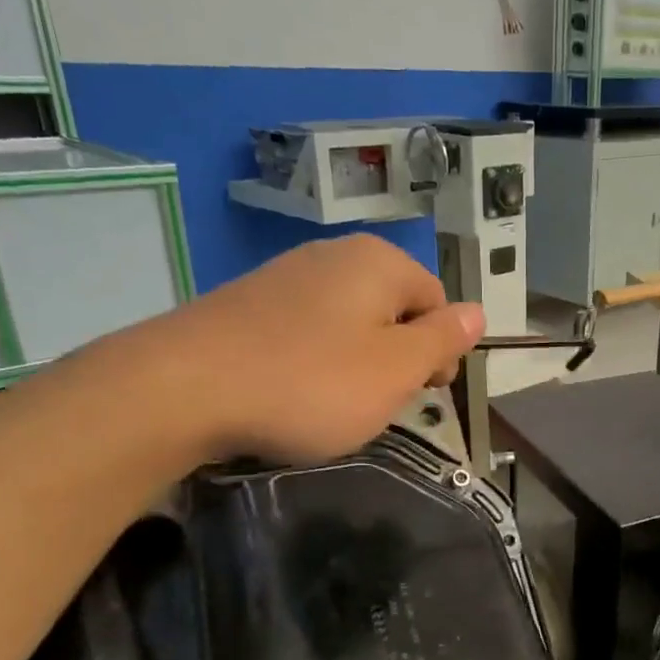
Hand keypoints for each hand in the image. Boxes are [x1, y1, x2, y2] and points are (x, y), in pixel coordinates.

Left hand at [106, 234, 483, 465]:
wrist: (181, 389)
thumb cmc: (309, 383)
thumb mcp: (394, 370)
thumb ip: (442, 339)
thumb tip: (478, 311)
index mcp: (378, 263)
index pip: (437, 301)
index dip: (439, 351)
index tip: (424, 395)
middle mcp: (334, 255)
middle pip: (392, 308)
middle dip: (397, 356)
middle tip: (379, 403)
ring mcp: (285, 275)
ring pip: (349, 322)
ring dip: (356, 362)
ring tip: (334, 403)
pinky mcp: (247, 302)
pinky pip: (305, 330)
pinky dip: (313, 361)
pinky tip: (293, 392)